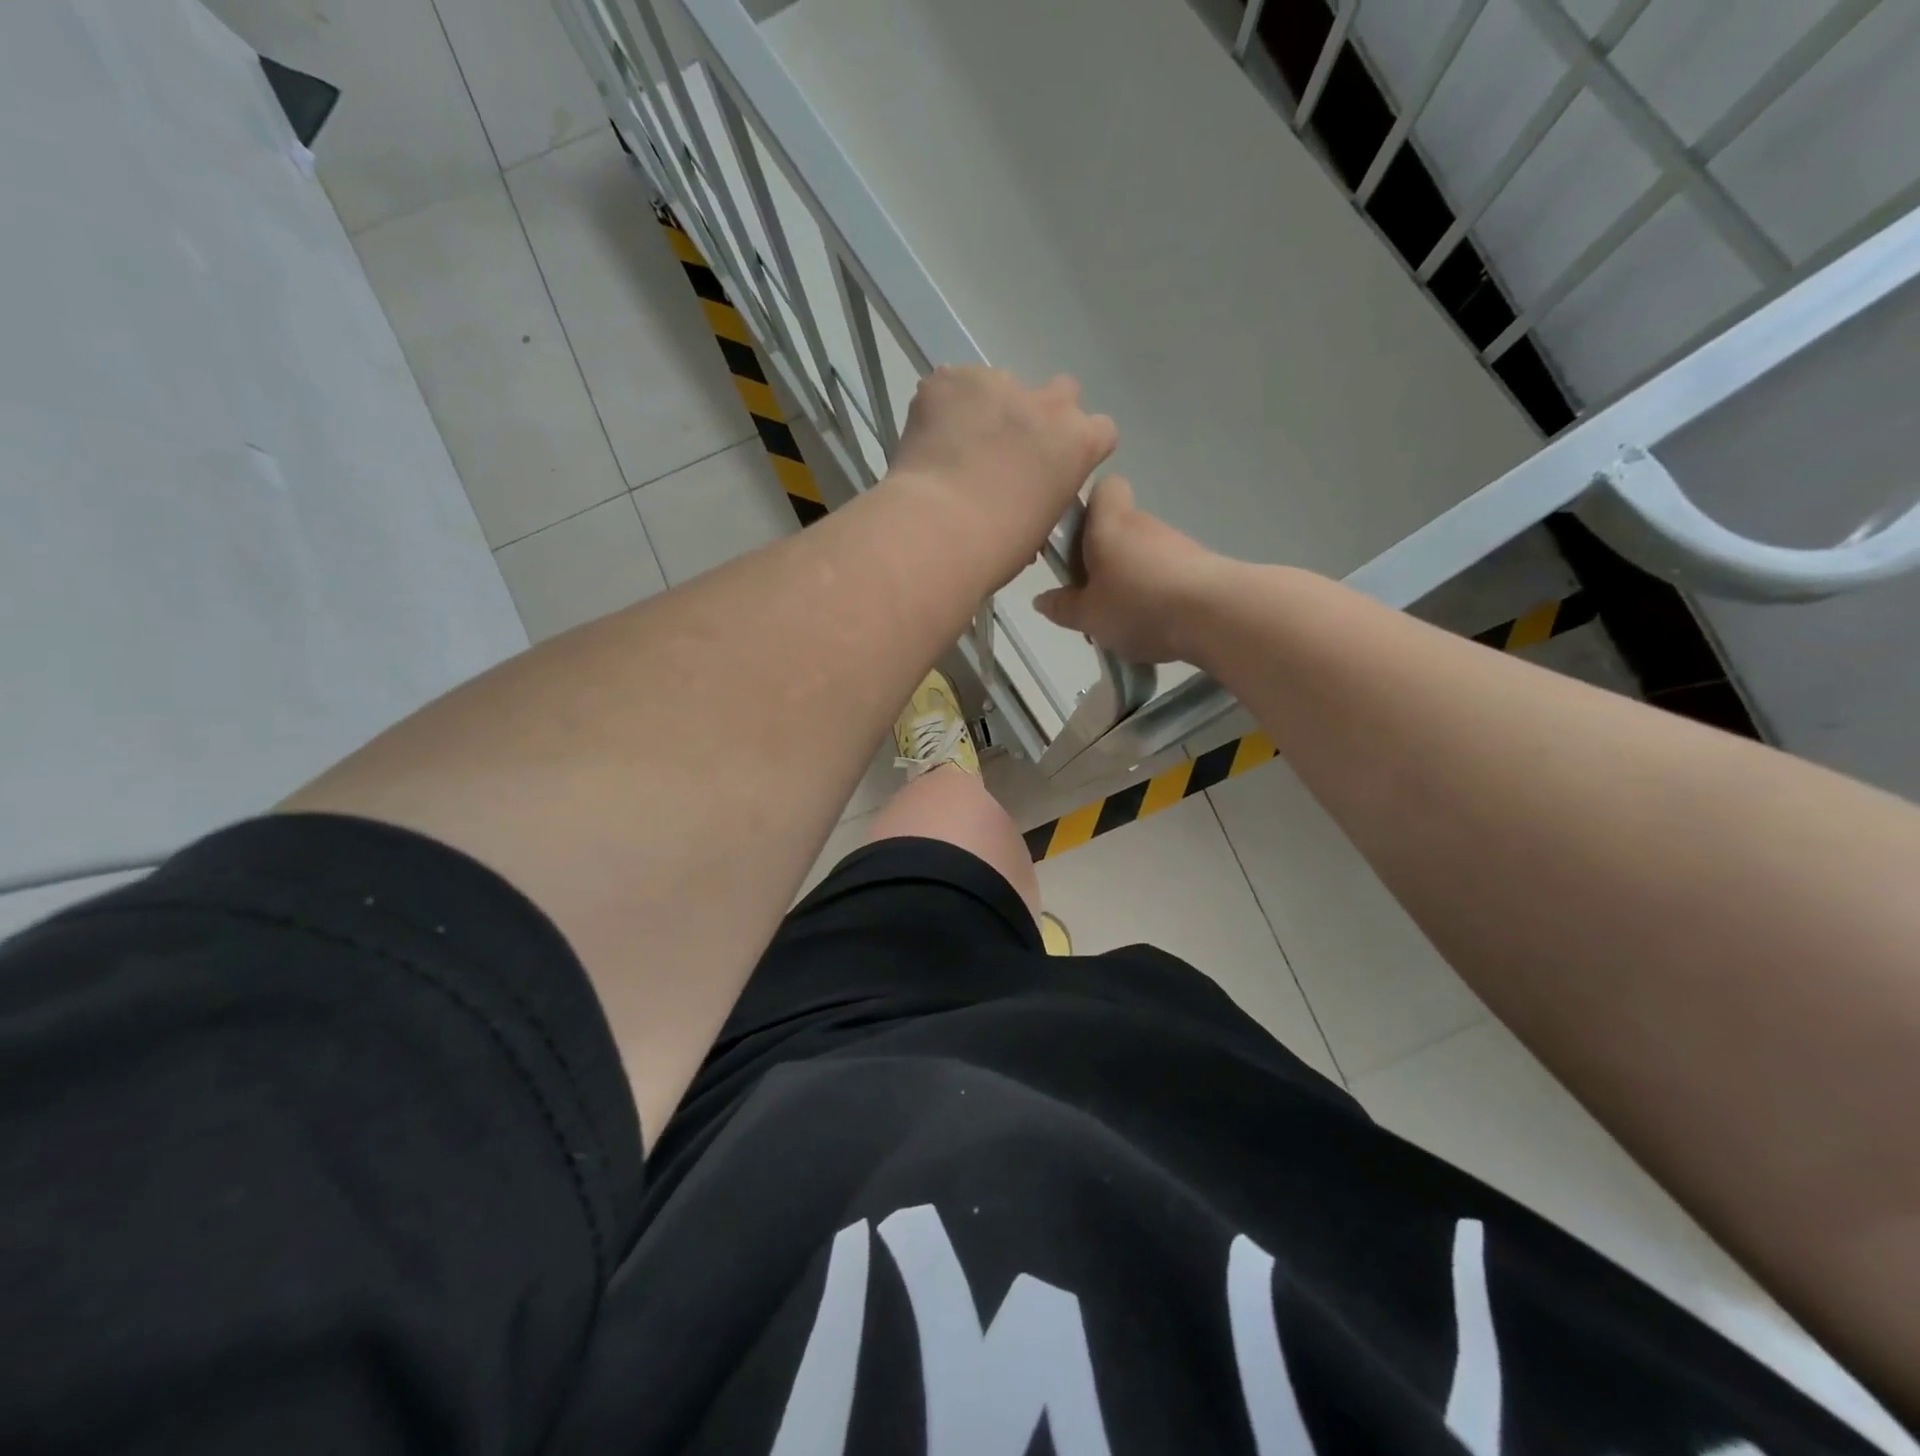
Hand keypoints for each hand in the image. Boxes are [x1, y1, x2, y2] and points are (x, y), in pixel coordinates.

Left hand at [888, 367, 1116, 580]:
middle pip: (1059, 392)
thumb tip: (1023, 495)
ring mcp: (999, 383)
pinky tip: (929, 442)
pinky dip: (943, 408)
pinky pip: (952, 386)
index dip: (1075, 447)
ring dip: (986, 410)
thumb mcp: (1041, 526)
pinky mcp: (951, 379)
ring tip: (956, 448)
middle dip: (1039, 416)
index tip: (1054, 467)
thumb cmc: (997, 547)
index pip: (1099, 430)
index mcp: (1078, 443)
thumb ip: (1044, 494)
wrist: (938, 529)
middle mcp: (1047, 403)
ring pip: (1000, 386)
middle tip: (1008, 450)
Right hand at [1034, 476, 1227, 664]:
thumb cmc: (1139, 605)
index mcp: (1109, 524)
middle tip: (1091, 598)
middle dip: (1103, 559)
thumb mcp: (1088, 616)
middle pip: (1118, 529)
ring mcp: (1175, 543)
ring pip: (1142, 554)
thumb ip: (1063, 607)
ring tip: (1123, 621)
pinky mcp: (1200, 565)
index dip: (1089, 508)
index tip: (1076, 542)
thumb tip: (1041, 599)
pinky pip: (1166, 574)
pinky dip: (1156, 593)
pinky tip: (1153, 625)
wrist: (1215, 614)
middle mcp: (1143, 523)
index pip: (1103, 488)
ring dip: (1130, 579)